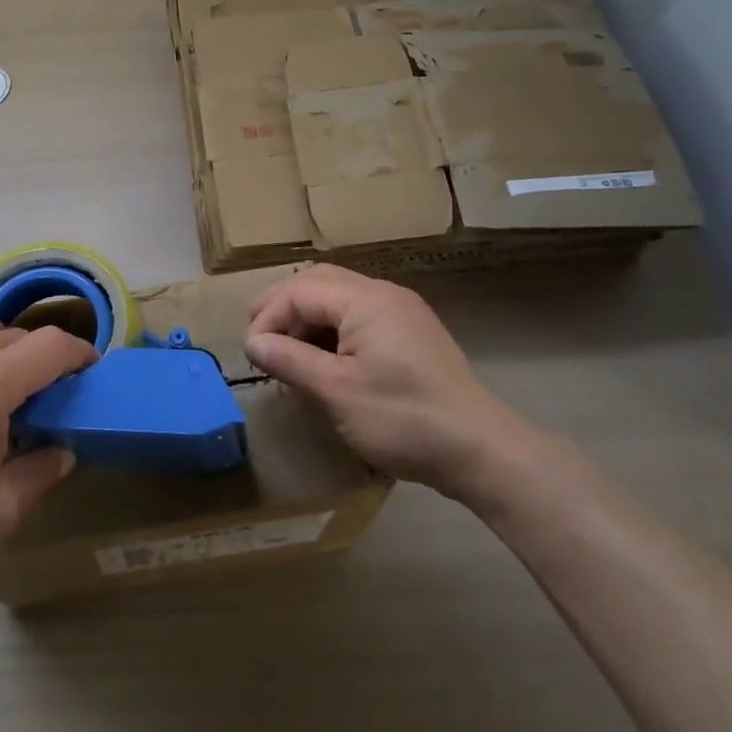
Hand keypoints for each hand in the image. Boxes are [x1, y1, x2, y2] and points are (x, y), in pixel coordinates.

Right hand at [244, 265, 534, 501]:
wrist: (481, 450)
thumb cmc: (403, 418)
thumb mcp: (337, 392)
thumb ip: (291, 361)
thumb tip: (253, 343)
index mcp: (365, 299)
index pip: (300, 291)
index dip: (268, 317)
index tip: (251, 354)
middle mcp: (384, 293)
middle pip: (319, 282)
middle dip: (284, 305)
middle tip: (260, 338)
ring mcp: (402, 311)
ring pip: (340, 297)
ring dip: (308, 317)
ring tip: (287, 350)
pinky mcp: (412, 333)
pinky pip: (360, 315)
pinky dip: (332, 329)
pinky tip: (323, 359)